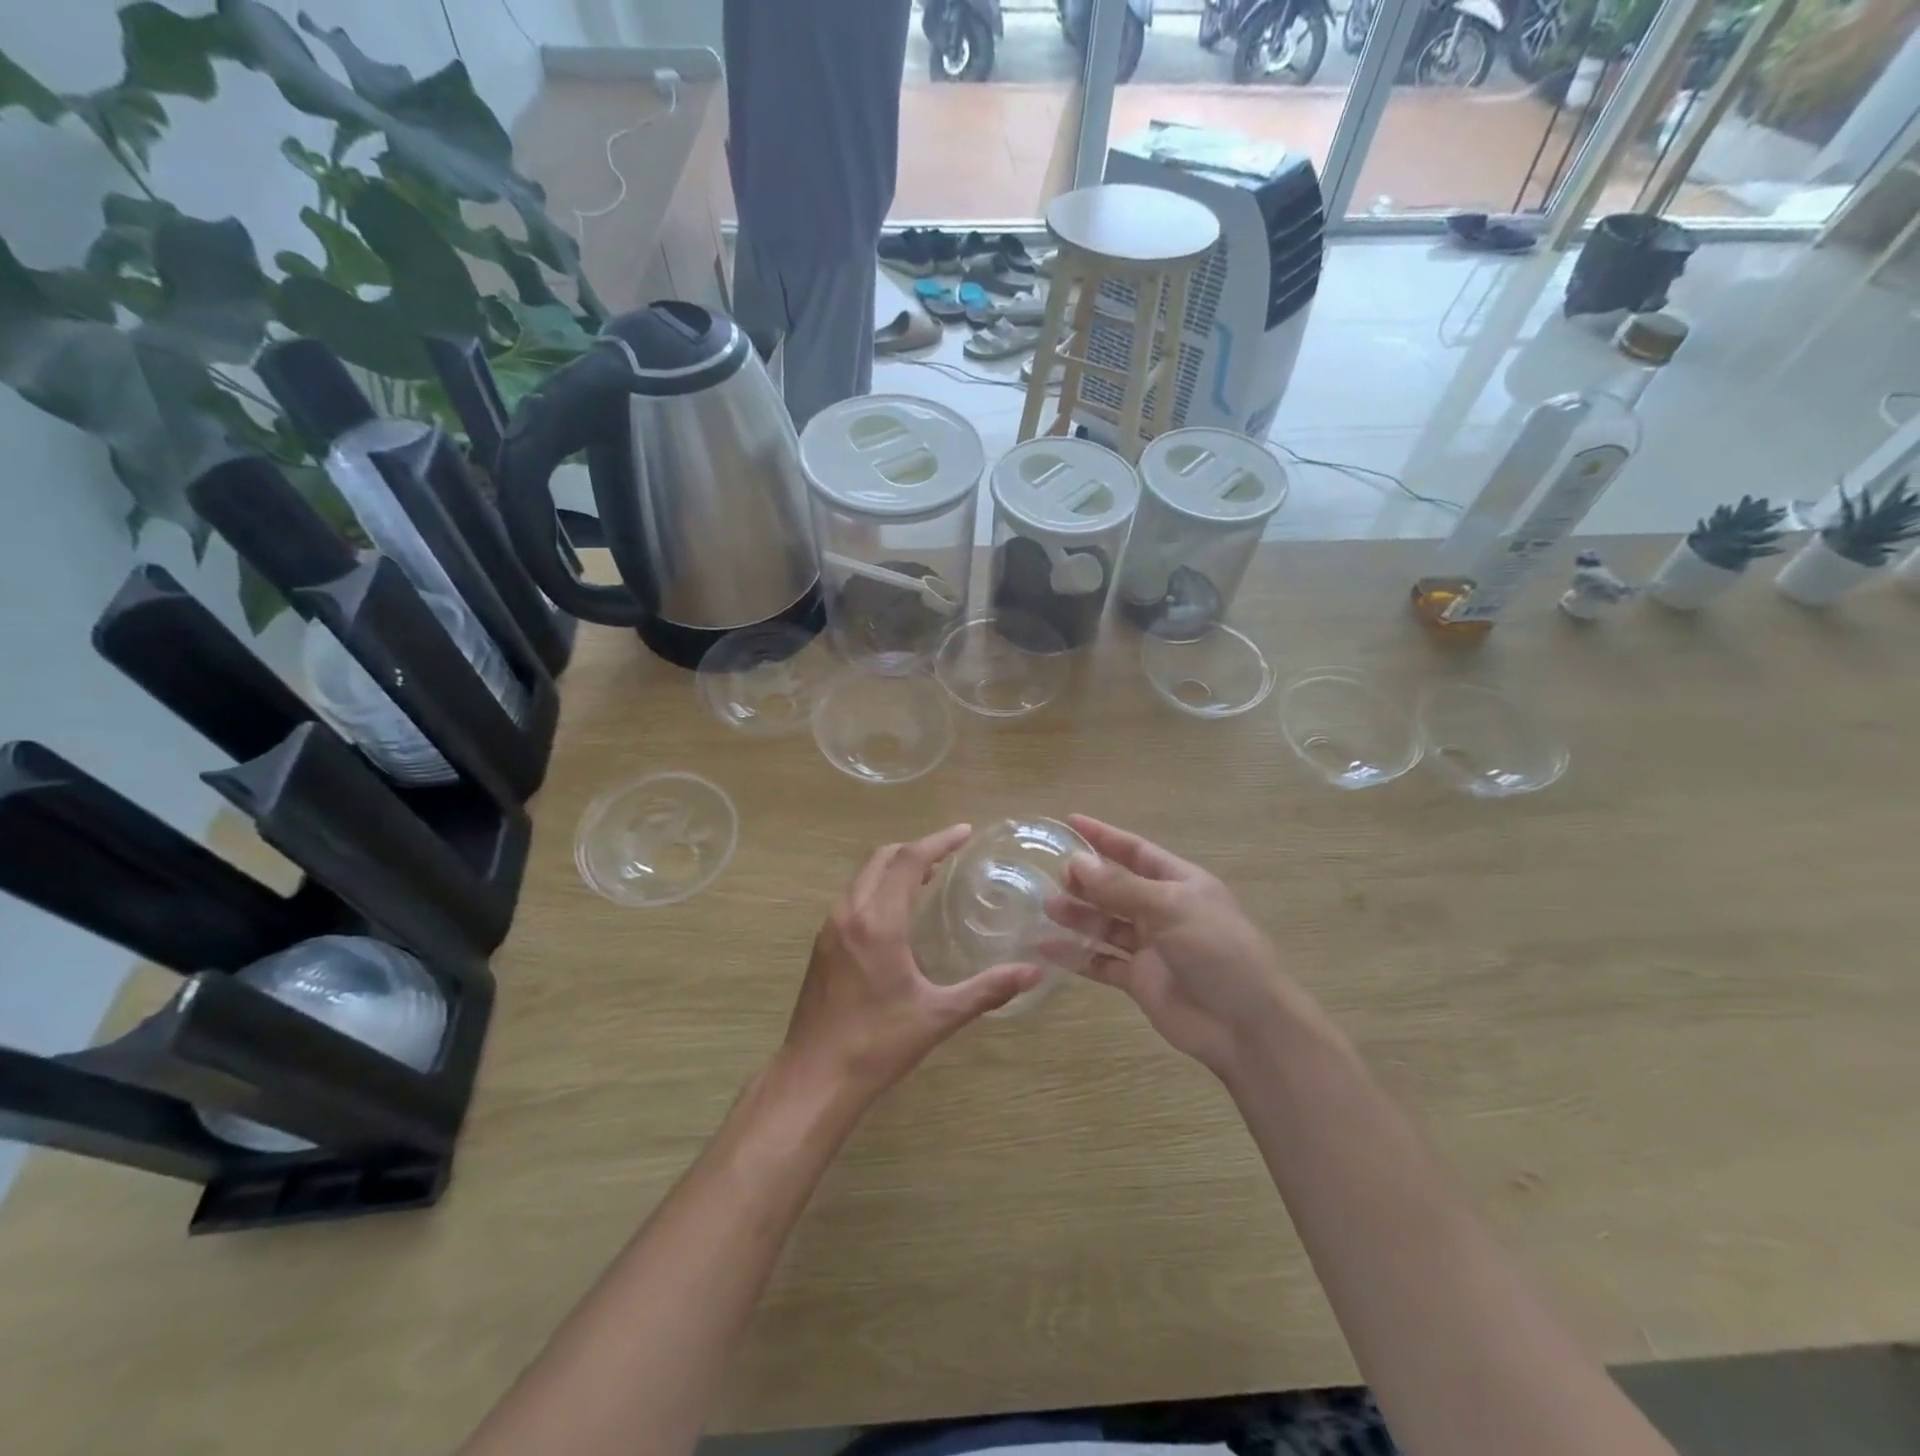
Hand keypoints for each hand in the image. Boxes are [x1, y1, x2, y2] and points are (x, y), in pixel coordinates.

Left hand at [782, 825, 1043, 1105]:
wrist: (813, 1079)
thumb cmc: (877, 1045)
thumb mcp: (938, 1016)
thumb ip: (988, 990)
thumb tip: (1033, 973)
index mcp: (877, 922)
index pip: (908, 861)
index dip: (939, 841)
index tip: (965, 832)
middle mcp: (849, 913)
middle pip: (881, 859)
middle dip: (916, 849)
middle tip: (950, 854)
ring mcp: (829, 928)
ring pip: (862, 876)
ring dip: (894, 867)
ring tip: (928, 877)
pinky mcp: (821, 945)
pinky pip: (852, 897)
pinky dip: (877, 887)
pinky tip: (896, 913)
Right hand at [1044, 815, 1303, 1082]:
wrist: (1245, 1025)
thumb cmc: (1216, 951)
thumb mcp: (1170, 908)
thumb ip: (1120, 887)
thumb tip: (1076, 862)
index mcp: (1180, 883)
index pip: (1136, 851)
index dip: (1104, 836)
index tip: (1070, 822)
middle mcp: (1163, 911)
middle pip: (1117, 887)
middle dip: (1087, 880)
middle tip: (1054, 875)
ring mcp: (1151, 947)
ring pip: (1106, 924)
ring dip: (1078, 915)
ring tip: (1048, 907)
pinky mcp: (1140, 981)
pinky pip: (1101, 962)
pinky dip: (1076, 956)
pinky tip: (1048, 949)